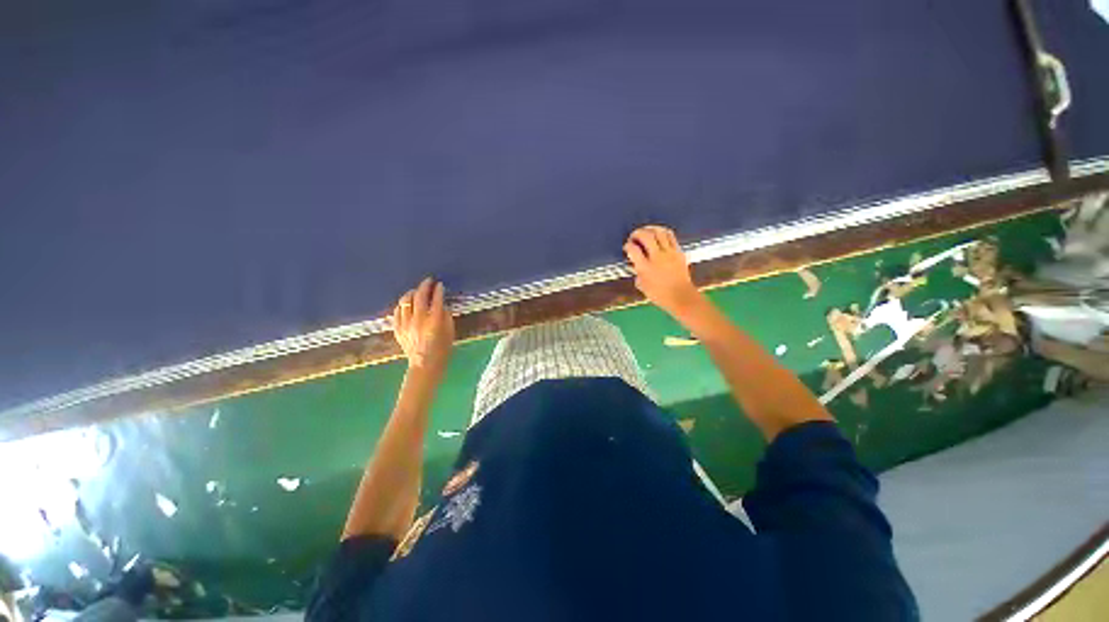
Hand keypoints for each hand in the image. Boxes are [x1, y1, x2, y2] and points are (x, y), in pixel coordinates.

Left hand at [393, 278, 454, 373]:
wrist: (425, 364)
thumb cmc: (442, 349)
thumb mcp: (450, 331)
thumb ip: (446, 315)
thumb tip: (441, 304)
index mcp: (435, 320)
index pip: (437, 299)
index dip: (439, 290)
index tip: (440, 285)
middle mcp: (419, 320)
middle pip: (419, 297)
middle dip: (424, 286)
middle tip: (428, 281)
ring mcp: (406, 324)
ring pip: (405, 302)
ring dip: (412, 293)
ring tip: (416, 291)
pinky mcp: (398, 329)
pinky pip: (397, 312)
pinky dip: (402, 305)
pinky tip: (406, 304)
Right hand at [624, 225, 703, 318]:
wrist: (681, 296)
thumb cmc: (659, 295)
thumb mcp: (642, 285)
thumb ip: (637, 272)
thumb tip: (636, 264)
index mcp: (645, 267)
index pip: (633, 249)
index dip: (627, 245)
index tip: (627, 247)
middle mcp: (657, 257)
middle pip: (646, 236)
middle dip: (637, 233)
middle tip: (634, 236)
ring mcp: (669, 253)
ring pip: (659, 232)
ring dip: (650, 229)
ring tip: (646, 232)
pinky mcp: (679, 251)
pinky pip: (670, 236)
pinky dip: (662, 232)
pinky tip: (658, 235)